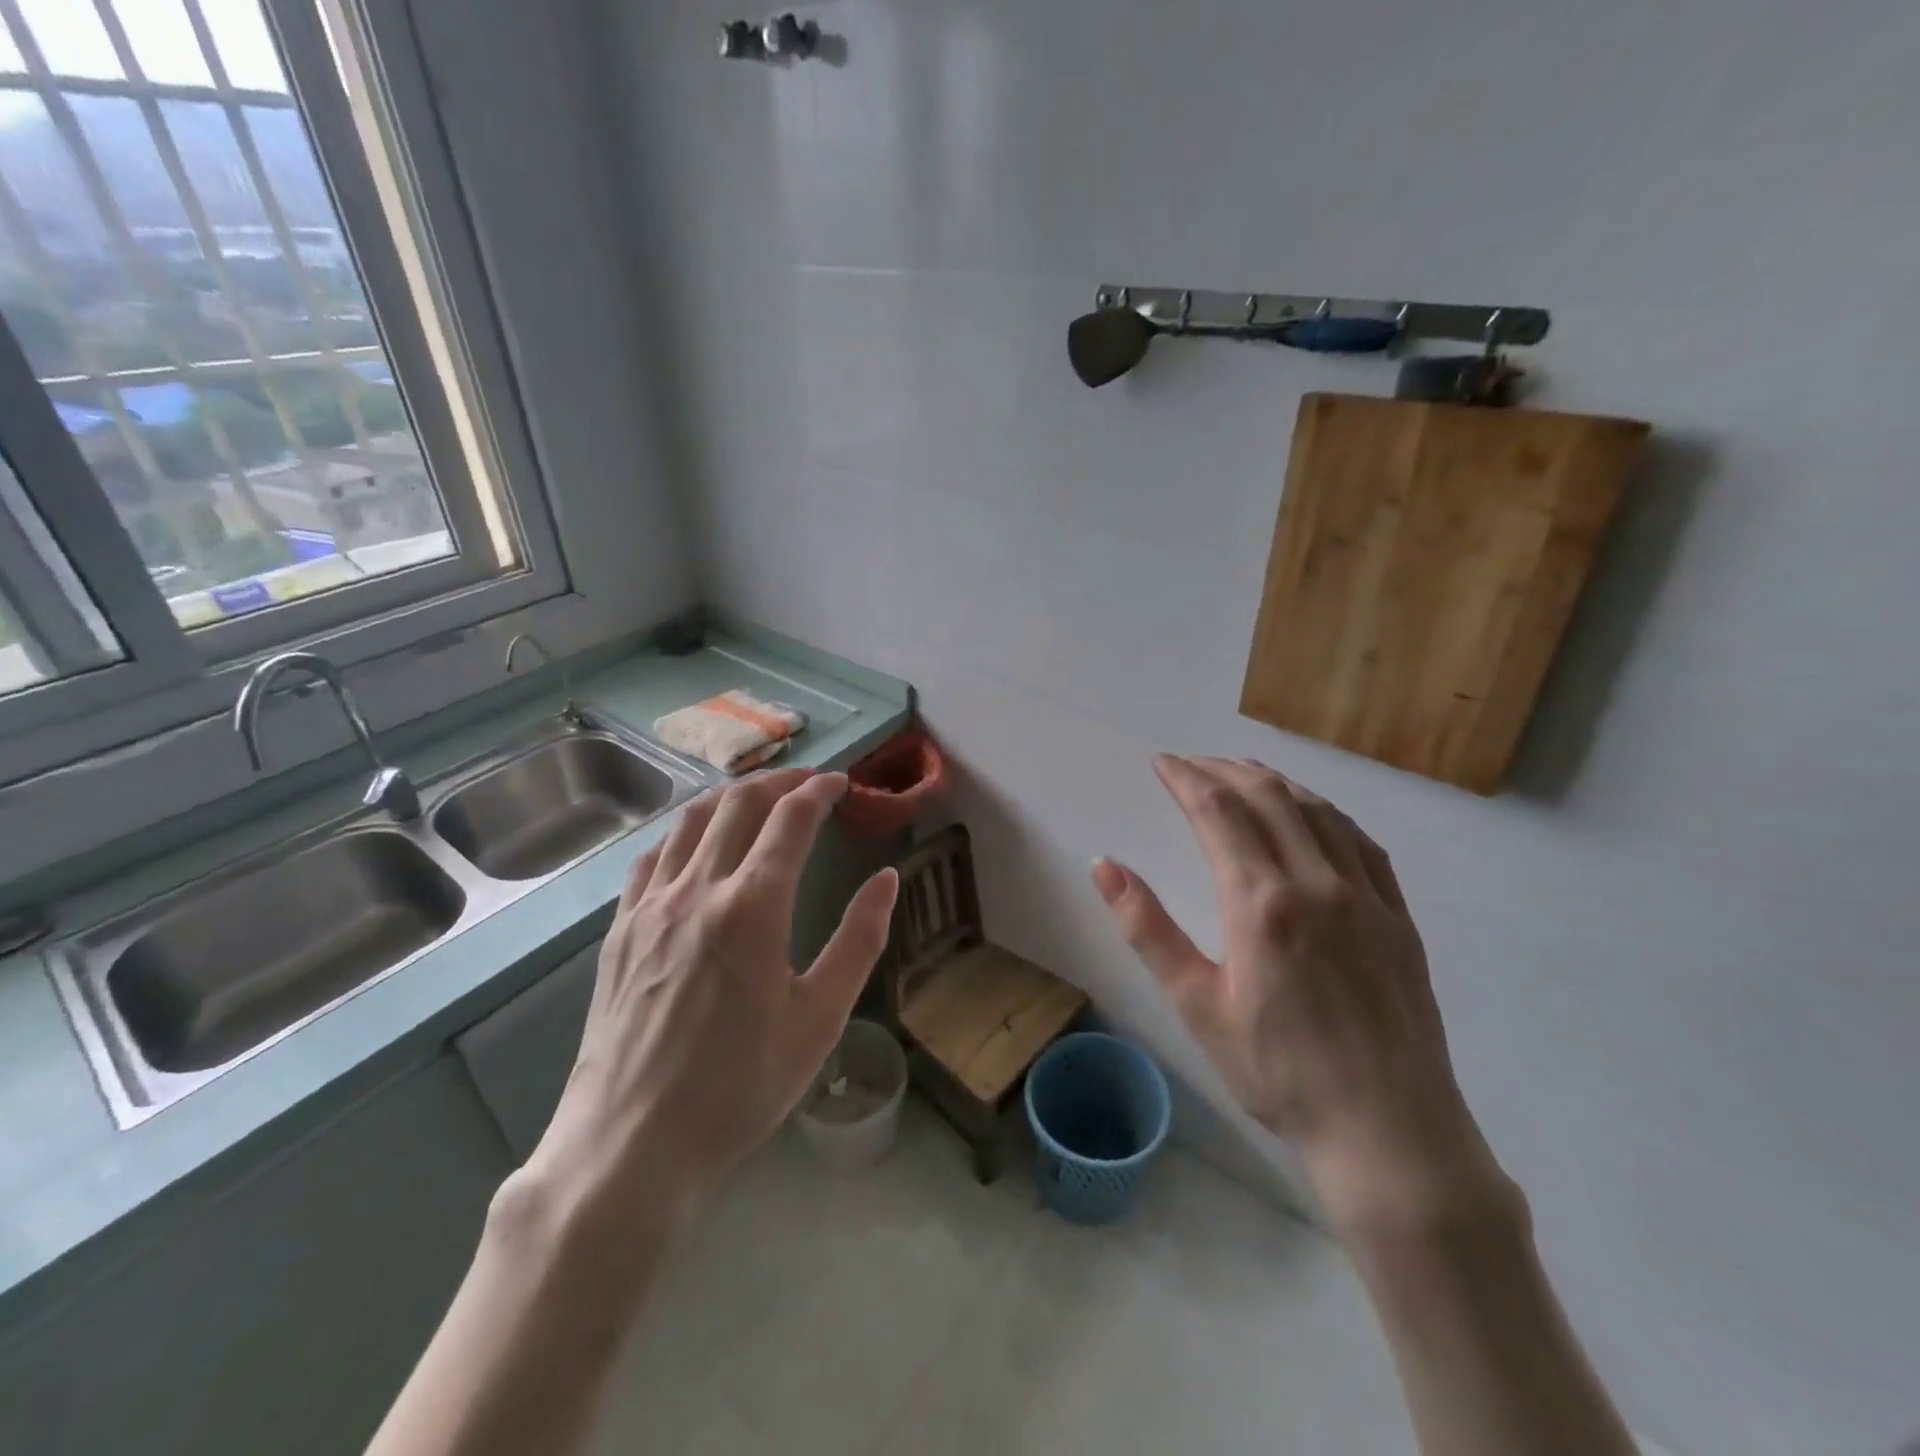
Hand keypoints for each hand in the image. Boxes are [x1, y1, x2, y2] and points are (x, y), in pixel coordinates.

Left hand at [526, 768, 899, 1226]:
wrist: (631, 1145)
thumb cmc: (740, 1086)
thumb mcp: (820, 1018)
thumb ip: (859, 940)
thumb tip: (887, 878)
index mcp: (753, 907)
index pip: (791, 818)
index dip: (820, 790)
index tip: (841, 783)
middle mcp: (697, 889)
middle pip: (738, 804)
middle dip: (779, 781)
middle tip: (808, 783)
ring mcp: (649, 905)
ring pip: (690, 820)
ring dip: (730, 797)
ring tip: (758, 800)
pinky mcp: (619, 928)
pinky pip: (652, 856)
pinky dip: (683, 832)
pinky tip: (695, 846)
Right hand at [1093, 756, 1508, 1232]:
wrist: (1388, 1132)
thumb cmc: (1277, 1072)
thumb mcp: (1196, 1004)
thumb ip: (1147, 928)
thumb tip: (1104, 865)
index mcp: (1260, 902)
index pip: (1217, 812)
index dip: (1185, 778)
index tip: (1161, 763)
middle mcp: (1315, 882)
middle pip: (1266, 796)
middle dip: (1222, 770)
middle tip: (1191, 764)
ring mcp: (1364, 895)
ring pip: (1316, 810)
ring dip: (1273, 781)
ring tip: (1241, 773)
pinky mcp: (1396, 915)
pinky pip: (1360, 841)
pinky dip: (1325, 811)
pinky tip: (1312, 813)